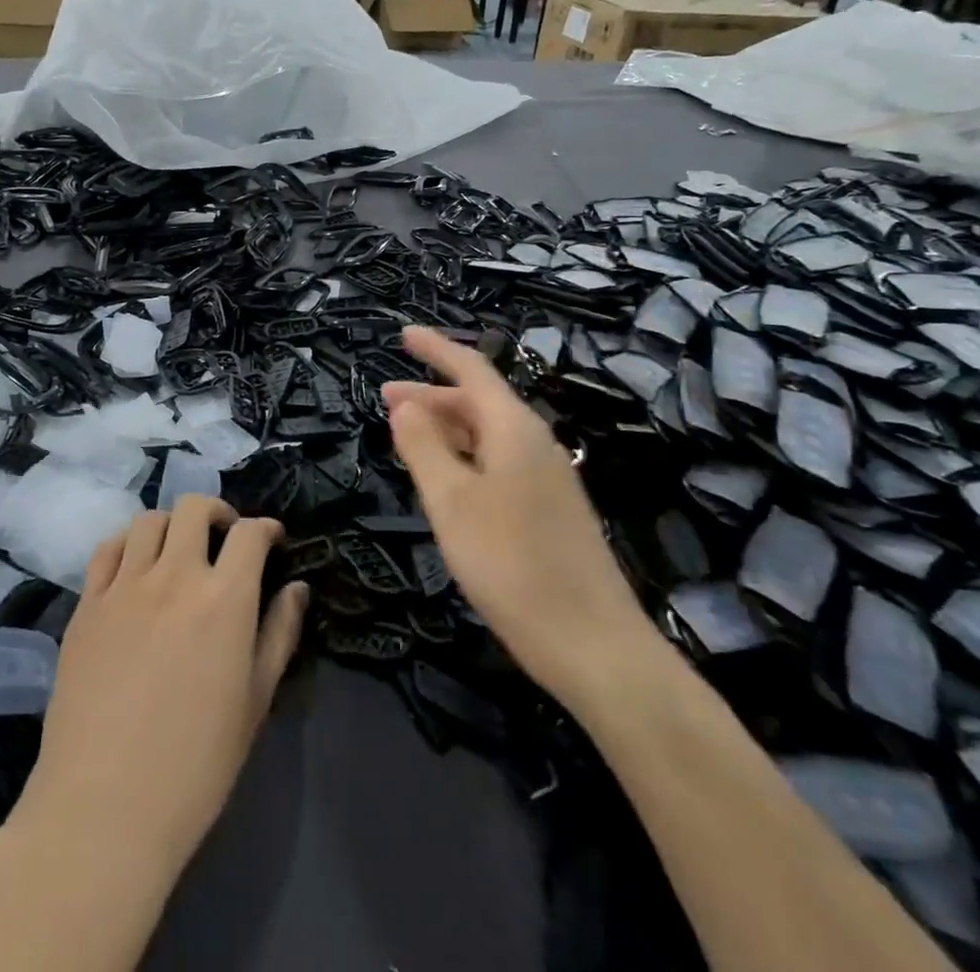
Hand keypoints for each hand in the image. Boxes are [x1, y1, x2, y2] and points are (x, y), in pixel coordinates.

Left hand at [10, 496, 308, 891]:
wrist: (104, 809)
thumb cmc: (196, 765)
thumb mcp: (255, 702)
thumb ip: (279, 634)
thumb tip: (297, 588)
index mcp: (224, 599)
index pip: (250, 533)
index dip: (266, 528)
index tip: (272, 540)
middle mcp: (174, 576)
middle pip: (195, 508)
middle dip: (217, 513)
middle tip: (224, 538)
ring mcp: (124, 586)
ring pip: (149, 520)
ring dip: (172, 525)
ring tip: (177, 552)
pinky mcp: (87, 605)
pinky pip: (107, 550)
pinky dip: (127, 545)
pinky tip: (134, 569)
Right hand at [382, 326, 654, 695]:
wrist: (595, 645)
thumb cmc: (512, 564)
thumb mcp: (452, 502)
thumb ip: (423, 447)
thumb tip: (404, 405)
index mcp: (513, 428)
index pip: (471, 369)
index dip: (435, 349)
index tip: (403, 334)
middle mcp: (534, 443)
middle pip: (478, 402)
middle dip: (431, 395)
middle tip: (385, 398)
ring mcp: (546, 477)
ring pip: (488, 435)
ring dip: (446, 428)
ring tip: (405, 436)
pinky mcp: (549, 510)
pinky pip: (498, 463)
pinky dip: (464, 457)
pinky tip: (445, 479)